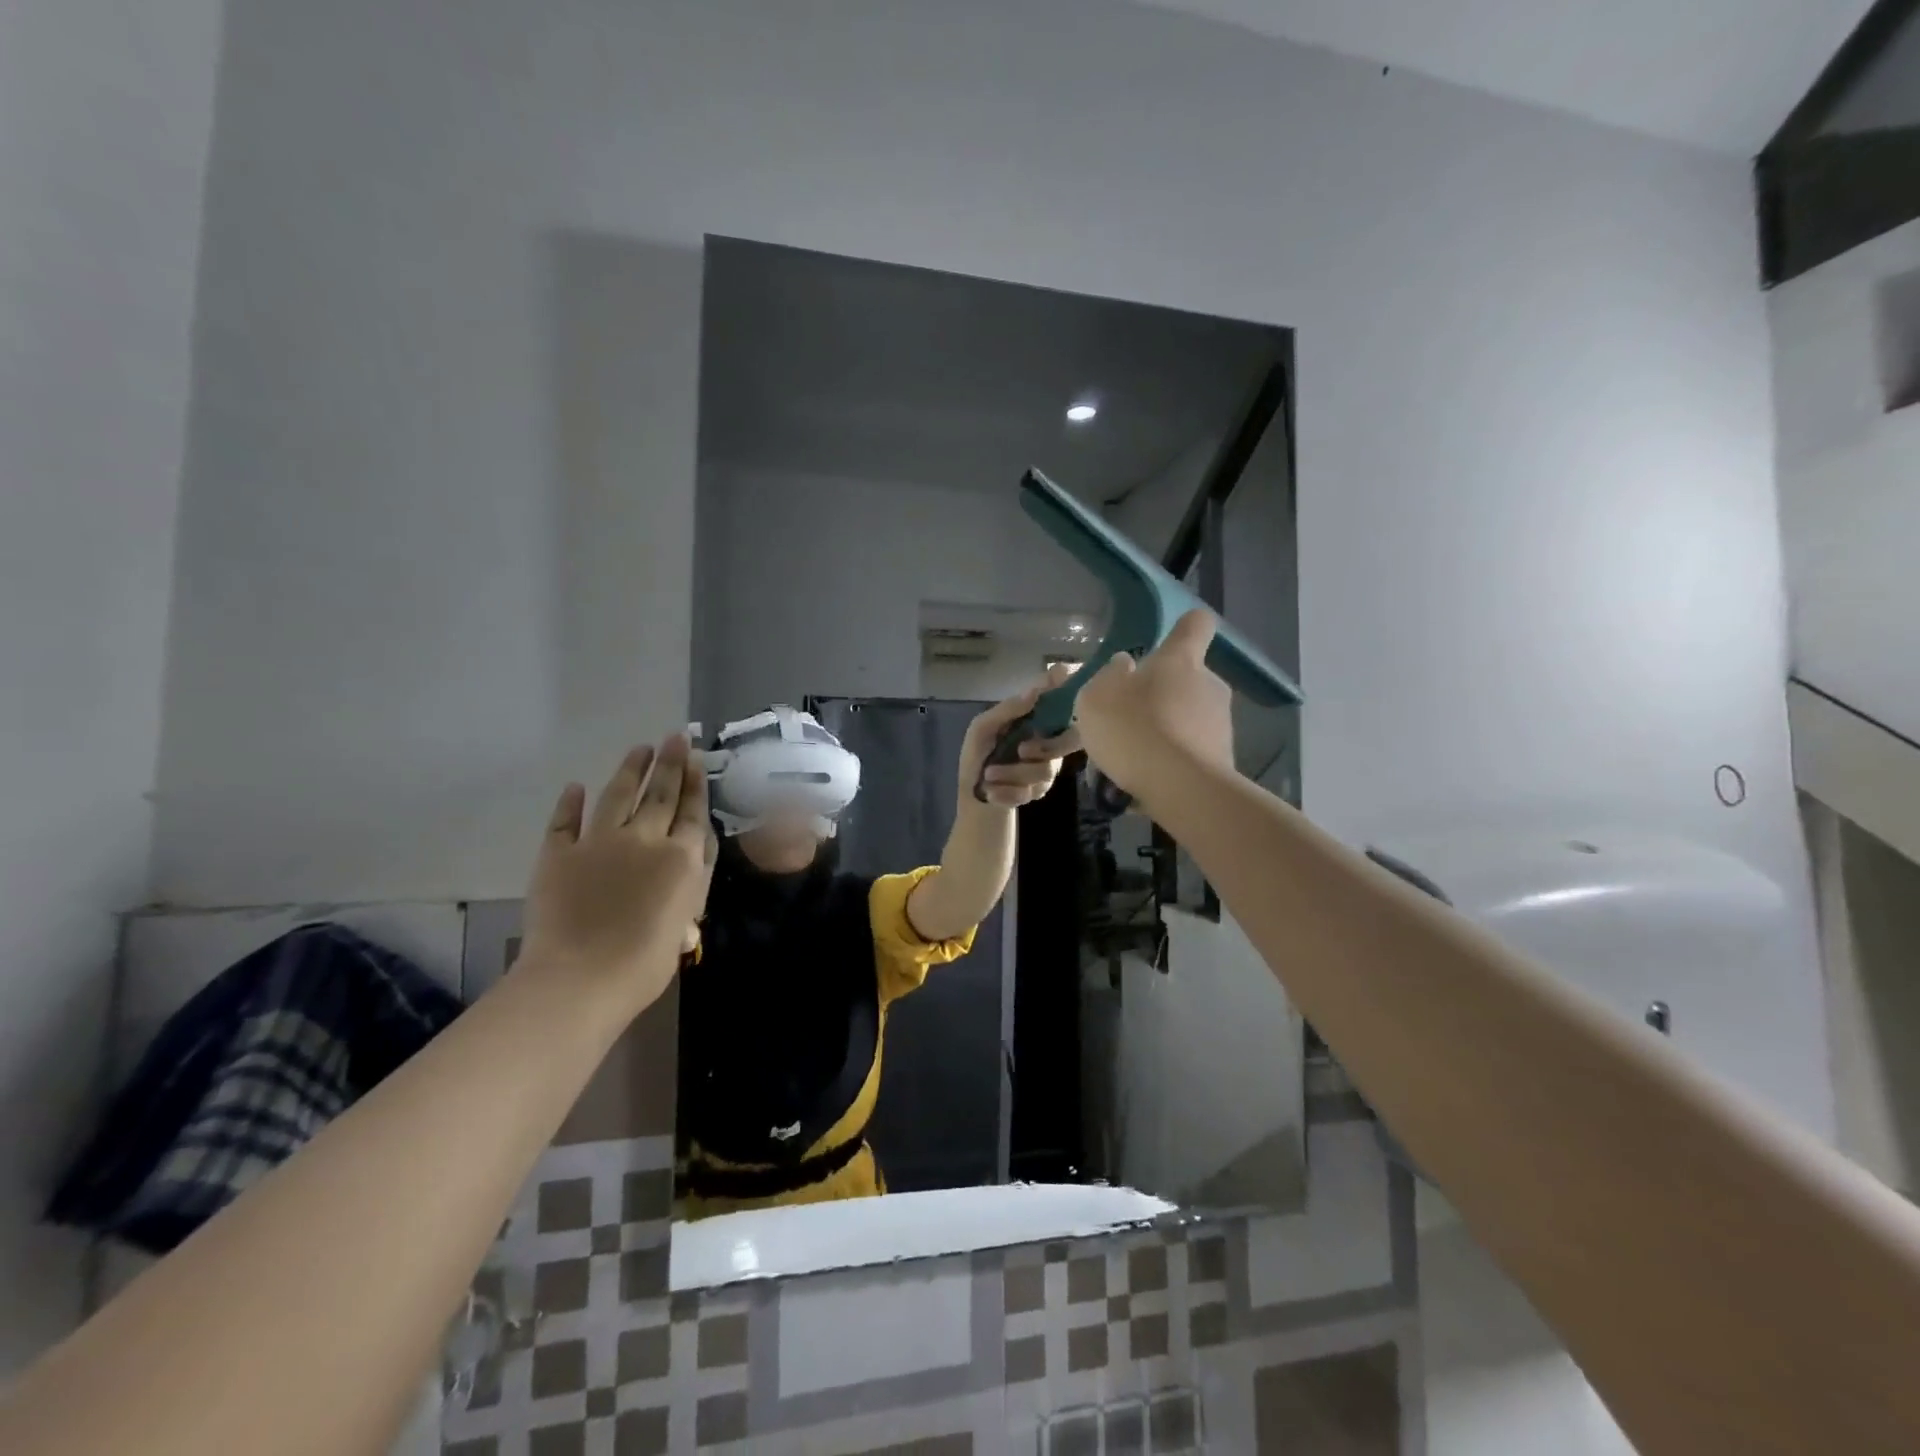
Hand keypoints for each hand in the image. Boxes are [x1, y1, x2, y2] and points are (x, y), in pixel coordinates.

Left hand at [522, 735, 716, 1015]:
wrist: (581, 978)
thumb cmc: (645, 962)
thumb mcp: (685, 922)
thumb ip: (690, 885)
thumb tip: (690, 858)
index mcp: (680, 857)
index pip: (692, 810)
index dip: (695, 782)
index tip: (696, 757)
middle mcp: (643, 839)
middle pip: (660, 794)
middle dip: (670, 763)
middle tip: (675, 737)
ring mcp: (598, 843)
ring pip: (618, 796)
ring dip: (630, 770)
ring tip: (640, 749)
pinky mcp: (559, 855)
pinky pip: (565, 822)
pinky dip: (570, 803)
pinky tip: (576, 787)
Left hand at [959, 663, 1082, 808]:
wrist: (973, 795)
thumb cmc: (977, 755)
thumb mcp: (982, 728)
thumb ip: (1007, 710)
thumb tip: (1034, 691)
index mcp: (1034, 719)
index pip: (1061, 700)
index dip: (1068, 693)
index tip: (1064, 686)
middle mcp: (1047, 739)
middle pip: (1065, 741)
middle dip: (1042, 749)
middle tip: (1020, 750)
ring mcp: (1047, 765)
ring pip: (1045, 770)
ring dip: (1011, 774)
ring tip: (988, 775)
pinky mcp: (1041, 789)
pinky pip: (1033, 790)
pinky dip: (1007, 792)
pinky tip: (992, 791)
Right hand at [1073, 610, 1233, 799]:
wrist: (1180, 787)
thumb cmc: (1133, 728)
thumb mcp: (1097, 697)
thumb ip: (1110, 676)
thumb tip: (1126, 666)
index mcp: (1181, 659)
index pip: (1195, 625)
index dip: (1184, 628)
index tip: (1168, 641)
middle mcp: (1210, 684)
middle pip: (1189, 678)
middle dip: (1164, 694)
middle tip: (1131, 718)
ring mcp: (1222, 723)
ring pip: (1191, 718)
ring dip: (1168, 730)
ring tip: (1136, 757)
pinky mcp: (1224, 760)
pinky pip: (1193, 752)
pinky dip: (1175, 760)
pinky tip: (1150, 779)